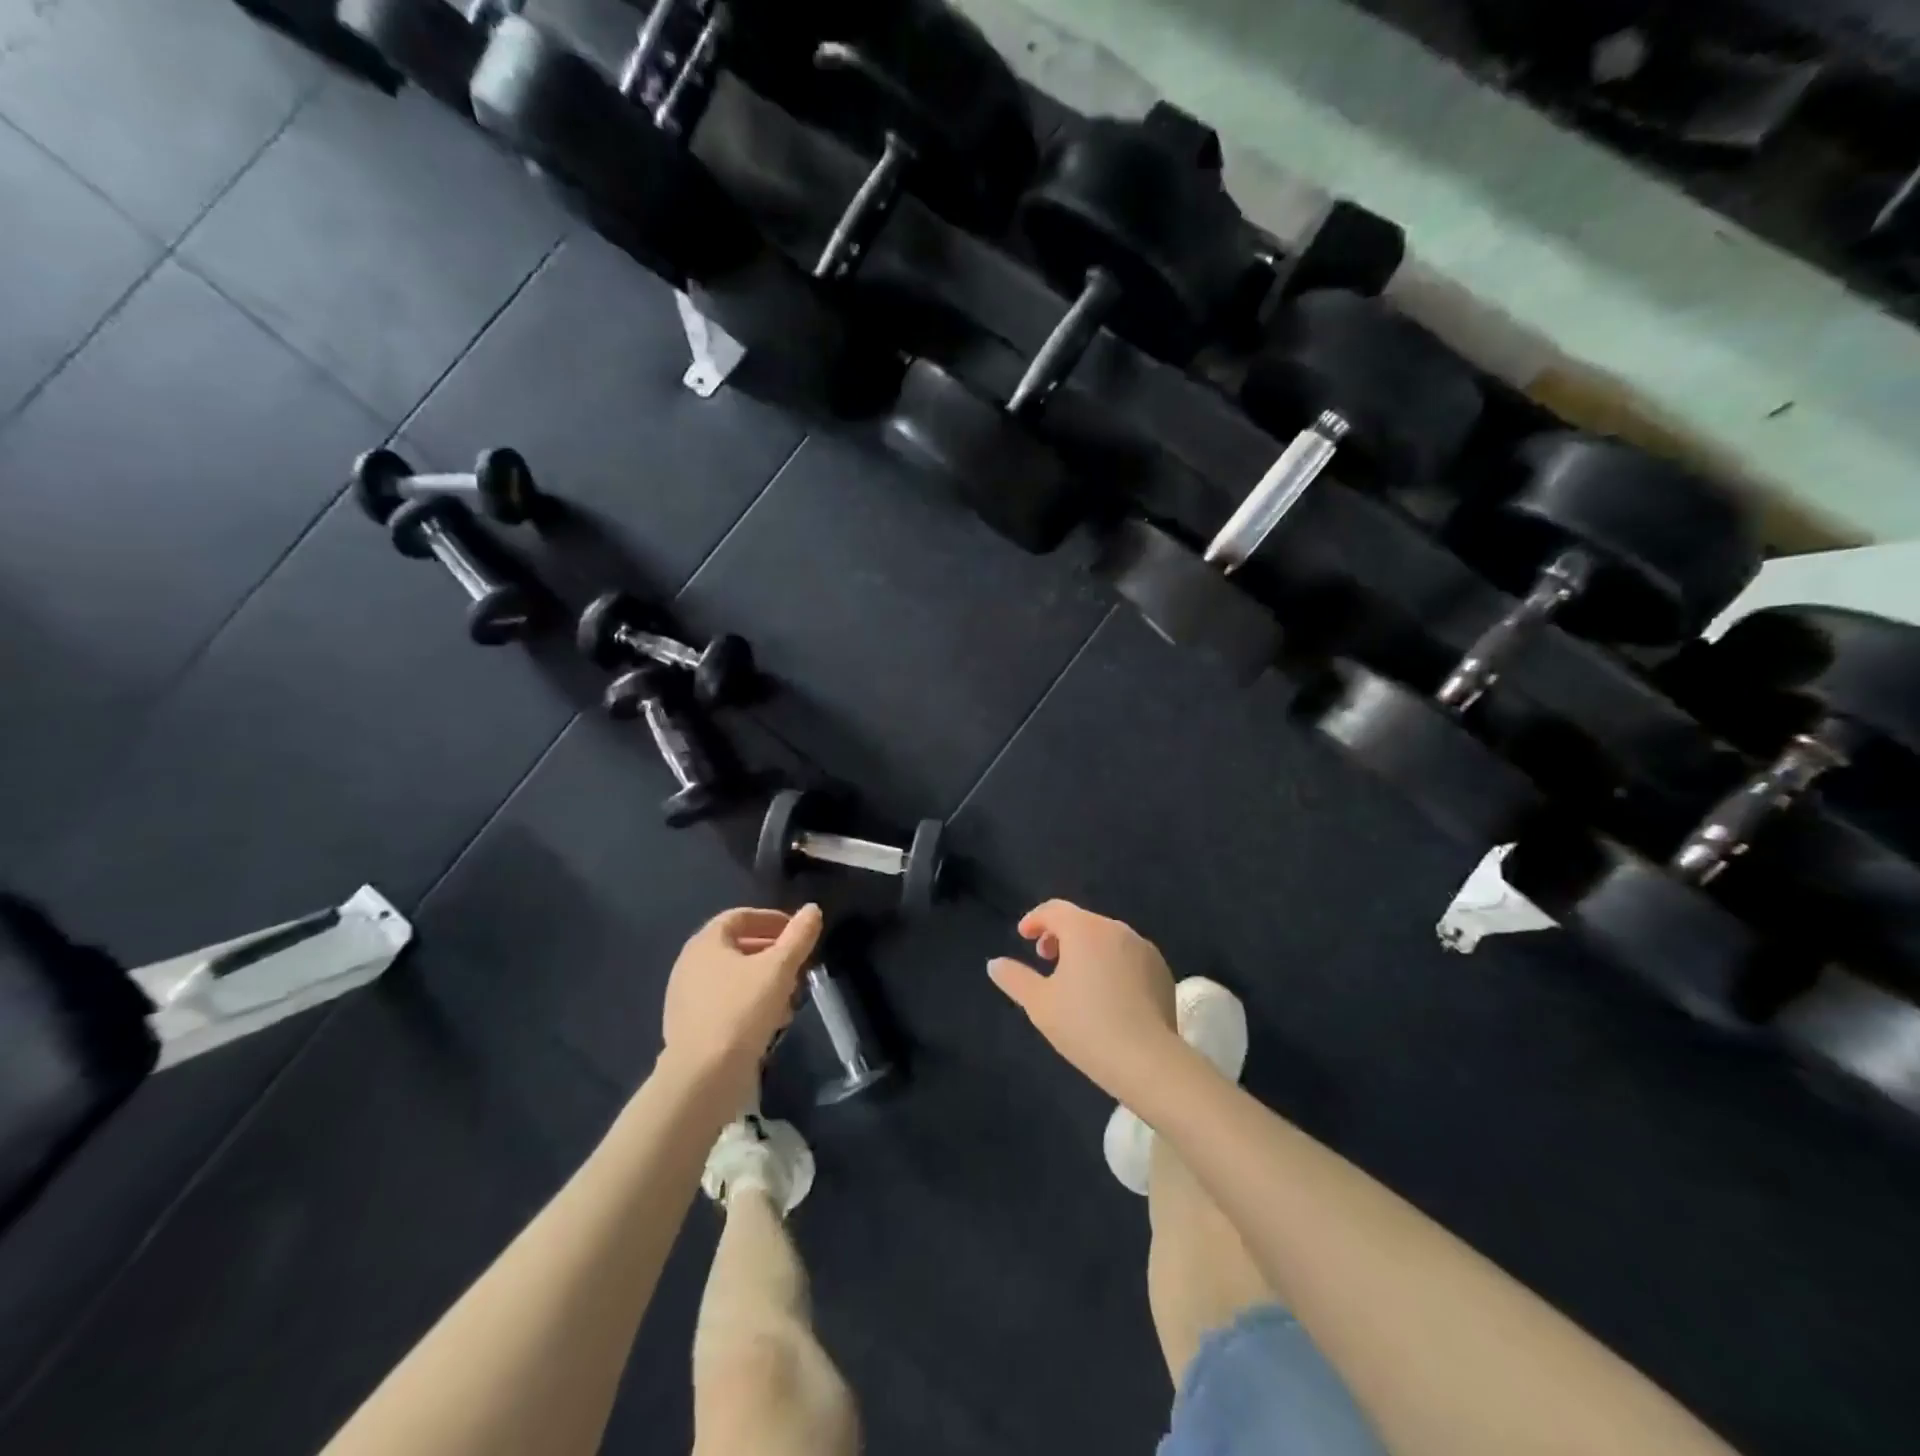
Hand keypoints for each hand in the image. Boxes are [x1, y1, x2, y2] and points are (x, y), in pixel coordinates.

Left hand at [662, 904, 822, 1102]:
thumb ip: (798, 936)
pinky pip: (725, 1003)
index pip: (740, 917)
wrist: (703, 1077)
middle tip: (798, 964)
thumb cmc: (742, 1010)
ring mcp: (686, 998)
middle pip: (737, 947)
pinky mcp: (691, 1027)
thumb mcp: (779, 969)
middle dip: (772, 953)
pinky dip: (750, 1004)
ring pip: (734, 978)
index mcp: (705, 942)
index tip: (798, 932)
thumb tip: (812, 909)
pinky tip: (771, 1022)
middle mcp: (690, 964)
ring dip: (765, 981)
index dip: (772, 919)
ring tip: (790, 997)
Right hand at [988, 900, 1179, 1100]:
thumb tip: (995, 963)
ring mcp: (1143, 948)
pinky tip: (1108, 995)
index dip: (1035, 919)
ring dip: (1087, 949)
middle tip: (1046, 960)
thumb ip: (1014, 978)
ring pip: (1107, 938)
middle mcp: (1116, 929)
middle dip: (1060, 935)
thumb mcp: (1039, 1004)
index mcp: (1084, 929)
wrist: (1148, 1060)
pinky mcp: (1162, 970)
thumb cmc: (1085, 1026)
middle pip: (1081, 921)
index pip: (1054, 909)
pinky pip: (1129, 956)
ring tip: (1076, 980)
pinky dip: (1112, 964)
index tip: (1023, 937)